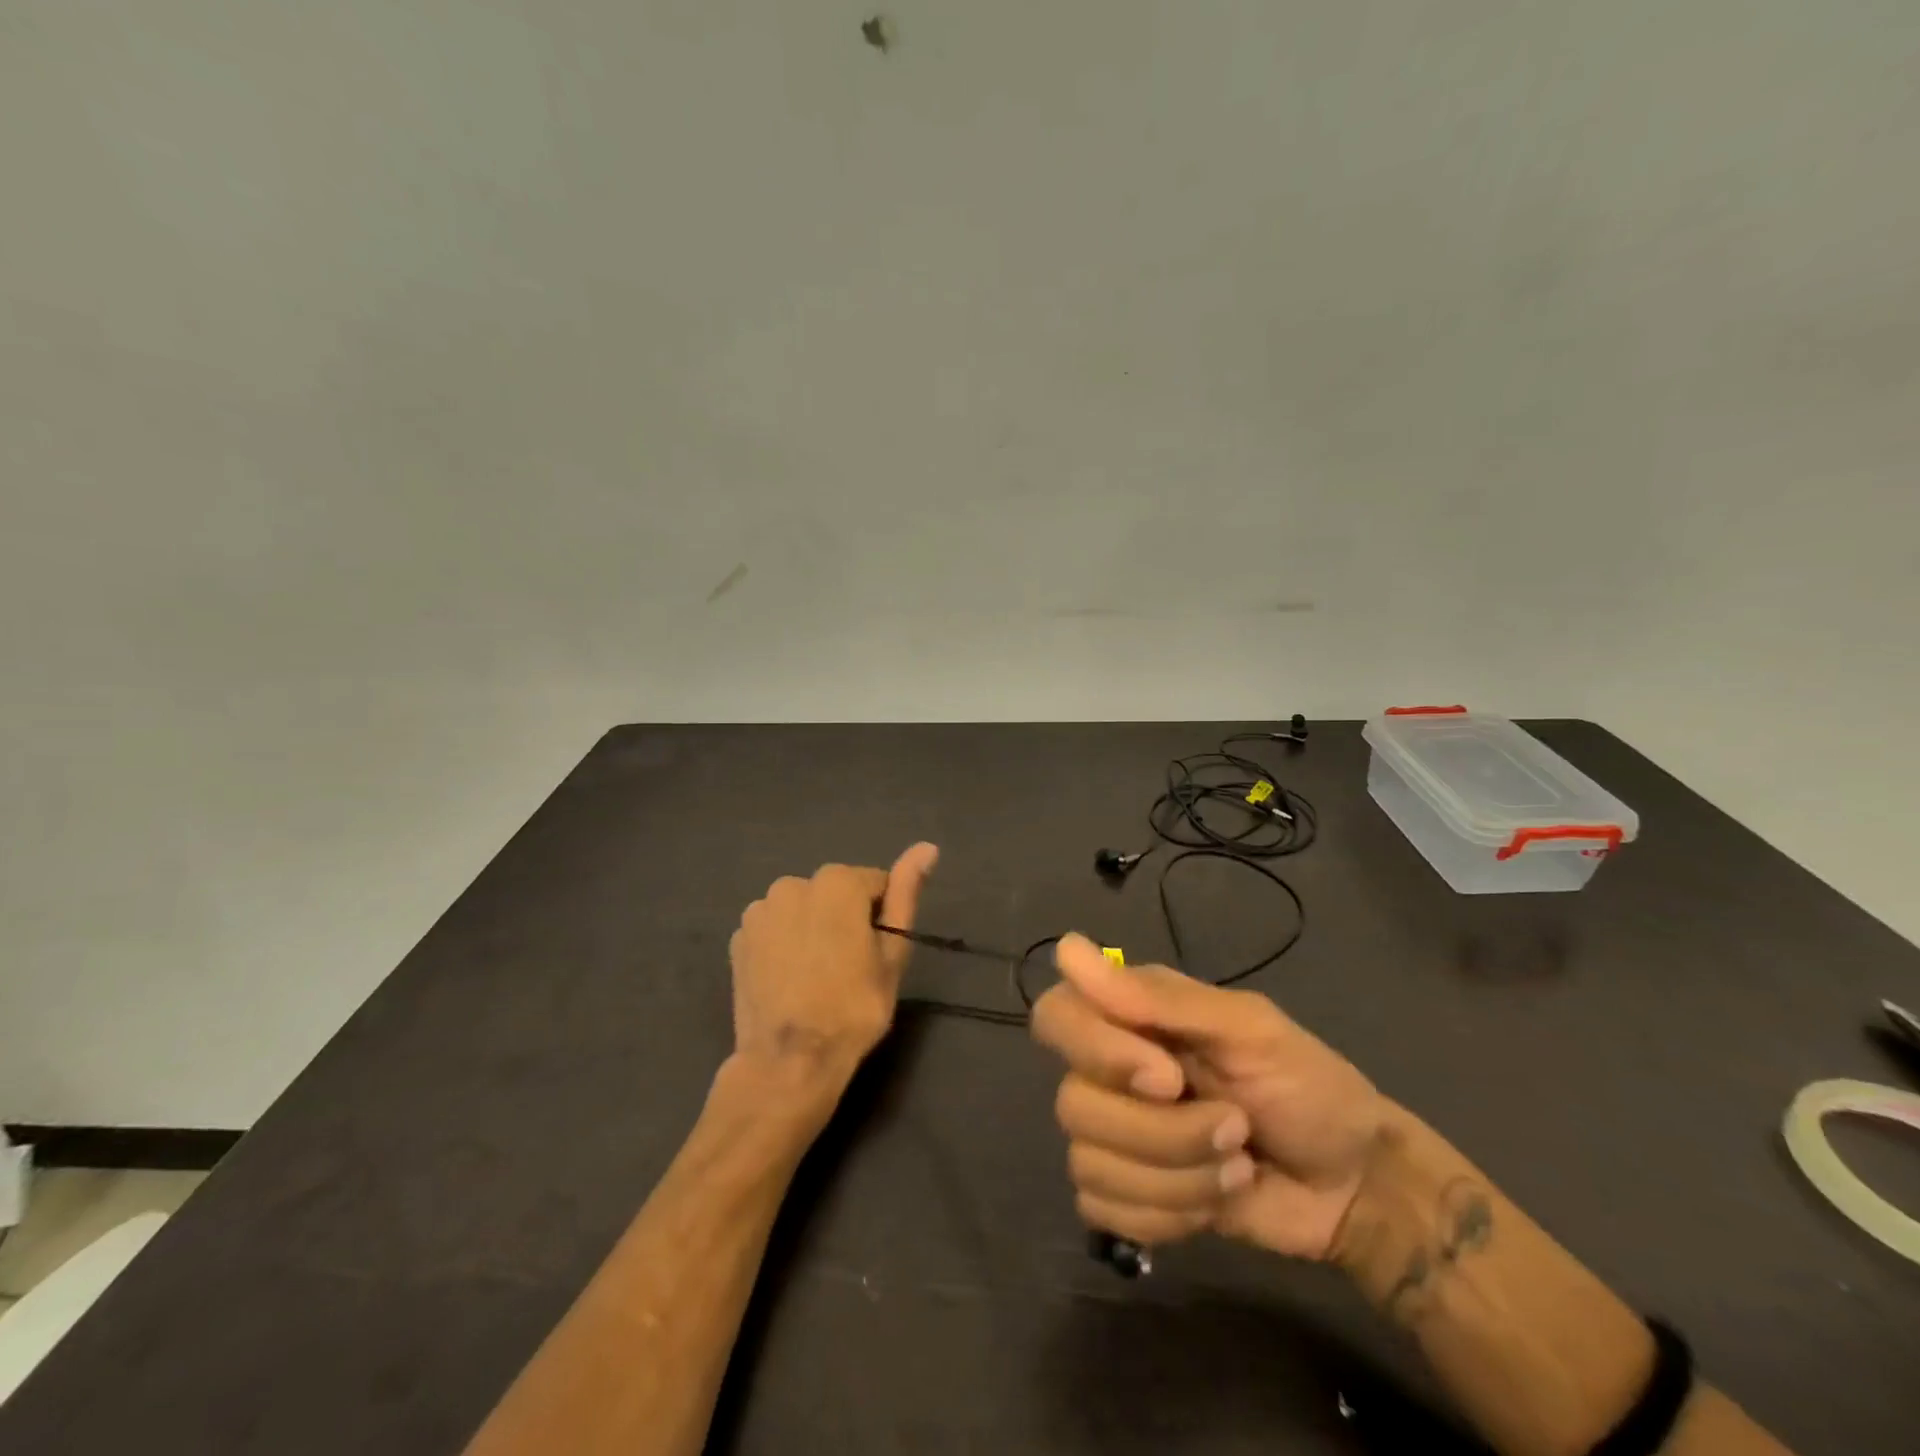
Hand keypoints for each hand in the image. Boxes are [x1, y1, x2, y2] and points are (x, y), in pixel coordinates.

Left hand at [728, 843, 938, 1097]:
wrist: (789, 1061)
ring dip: (810, 928)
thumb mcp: (893, 952)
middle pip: (833, 894)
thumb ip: (906, 893)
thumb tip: (927, 847)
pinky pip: (772, 929)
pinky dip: (782, 944)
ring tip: (816, 976)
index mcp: (838, 882)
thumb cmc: (854, 1007)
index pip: (874, 885)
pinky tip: (788, 979)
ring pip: (800, 909)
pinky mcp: (738, 938)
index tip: (875, 954)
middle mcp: (794, 884)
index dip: (880, 919)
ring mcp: (760, 910)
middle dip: (843, 919)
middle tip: (849, 969)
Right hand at [1031, 932, 1388, 1259]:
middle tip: (1234, 1126)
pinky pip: (1103, 1212)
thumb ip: (1157, 997)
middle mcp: (1110, 1070)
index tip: (1166, 1076)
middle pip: (1072, 1104)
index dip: (1097, 1051)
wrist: (1354, 1185)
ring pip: (1089, 1164)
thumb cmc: (1307, 1086)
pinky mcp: (1129, 1196)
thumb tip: (1066, 947)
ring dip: (1178, 1178)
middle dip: (1164, 1133)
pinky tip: (1213, 1203)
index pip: (1056, 1016)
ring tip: (1235, 1164)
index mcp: (1132, 1017)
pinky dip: (1167, 1216)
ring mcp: (1116, 1138)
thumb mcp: (1247, 1029)